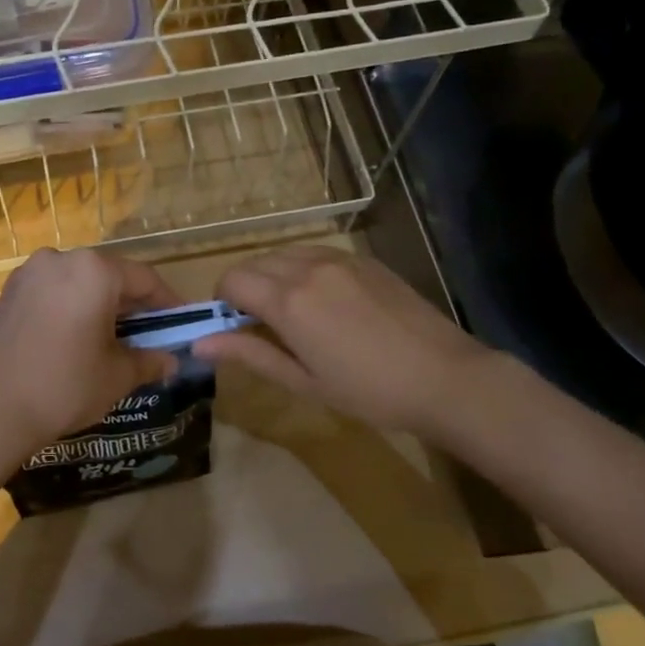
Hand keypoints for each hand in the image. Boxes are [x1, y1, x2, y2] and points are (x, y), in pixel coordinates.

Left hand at [0, 248, 182, 454]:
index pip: (144, 279)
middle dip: (131, 303)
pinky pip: (52, 290)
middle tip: (148, 332)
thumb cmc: (67, 386)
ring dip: (99, 303)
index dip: (167, 302)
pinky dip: (70, 305)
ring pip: (79, 281)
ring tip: (111, 336)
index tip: (180, 322)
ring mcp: (29, 272)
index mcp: (94, 271)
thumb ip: (150, 360)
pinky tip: (75, 335)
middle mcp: (61, 259)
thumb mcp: (118, 375)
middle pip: (110, 275)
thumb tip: (171, 361)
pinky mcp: (9, 291)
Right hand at [195, 245, 496, 440]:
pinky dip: (302, 269)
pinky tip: (326, 302)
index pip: (231, 280)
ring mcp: (339, 259)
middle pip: (254, 263)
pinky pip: (315, 253)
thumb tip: (199, 343)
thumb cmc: (369, 392)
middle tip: (262, 326)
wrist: (445, 377)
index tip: (234, 328)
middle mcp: (307, 268)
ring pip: (284, 254)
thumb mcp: (303, 381)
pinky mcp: (363, 259)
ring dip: (273, 276)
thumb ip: (249, 354)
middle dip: (245, 288)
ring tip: (295, 314)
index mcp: (288, 301)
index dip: (222, 302)